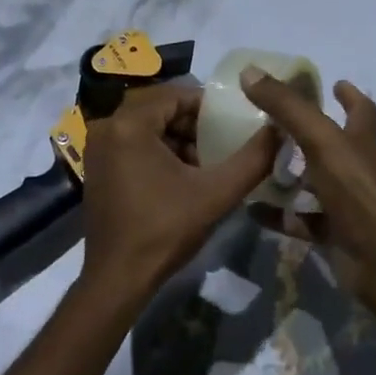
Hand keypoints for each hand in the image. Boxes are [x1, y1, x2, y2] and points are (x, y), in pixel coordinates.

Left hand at [77, 83, 280, 308]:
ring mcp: (97, 148)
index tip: (232, 124)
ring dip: (177, 139)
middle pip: (160, 109)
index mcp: (129, 123)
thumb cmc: (164, 230)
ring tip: (206, 163)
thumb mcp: (216, 193)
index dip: (207, 107)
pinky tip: (181, 177)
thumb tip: (279, 130)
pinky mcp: (96, 167)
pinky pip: (133, 144)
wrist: (118, 279)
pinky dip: (157, 152)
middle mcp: (107, 126)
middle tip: (221, 144)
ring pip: (147, 127)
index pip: (176, 95)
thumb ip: (252, 159)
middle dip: (193, 125)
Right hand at [239, 70, 375, 301]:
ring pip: (316, 183)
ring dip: (292, 174)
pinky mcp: (334, 234)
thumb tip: (249, 70)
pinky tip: (252, 209)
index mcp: (360, 141)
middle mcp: (357, 169)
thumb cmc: (356, 190)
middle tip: (276, 122)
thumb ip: (286, 105)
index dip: (350, 96)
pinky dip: (279, 215)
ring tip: (257, 162)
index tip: (336, 83)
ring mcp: (347, 204)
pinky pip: (301, 220)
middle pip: (335, 145)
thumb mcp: (319, 139)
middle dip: (310, 133)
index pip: (362, 111)